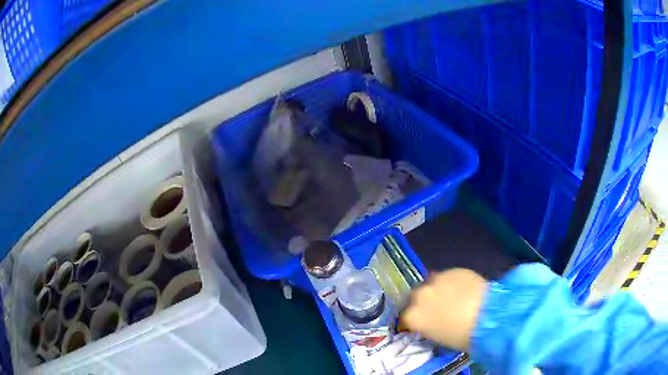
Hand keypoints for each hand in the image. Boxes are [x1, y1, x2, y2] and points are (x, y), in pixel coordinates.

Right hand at [401, 268, 486, 351]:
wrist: (488, 316)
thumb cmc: (462, 336)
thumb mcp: (438, 338)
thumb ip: (428, 326)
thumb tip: (430, 322)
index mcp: (414, 317)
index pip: (405, 318)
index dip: (412, 321)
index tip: (418, 324)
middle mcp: (420, 296)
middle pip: (415, 297)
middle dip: (422, 302)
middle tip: (434, 309)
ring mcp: (437, 280)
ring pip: (431, 284)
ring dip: (436, 291)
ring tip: (449, 297)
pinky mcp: (453, 270)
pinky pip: (447, 277)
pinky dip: (451, 283)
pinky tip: (461, 290)